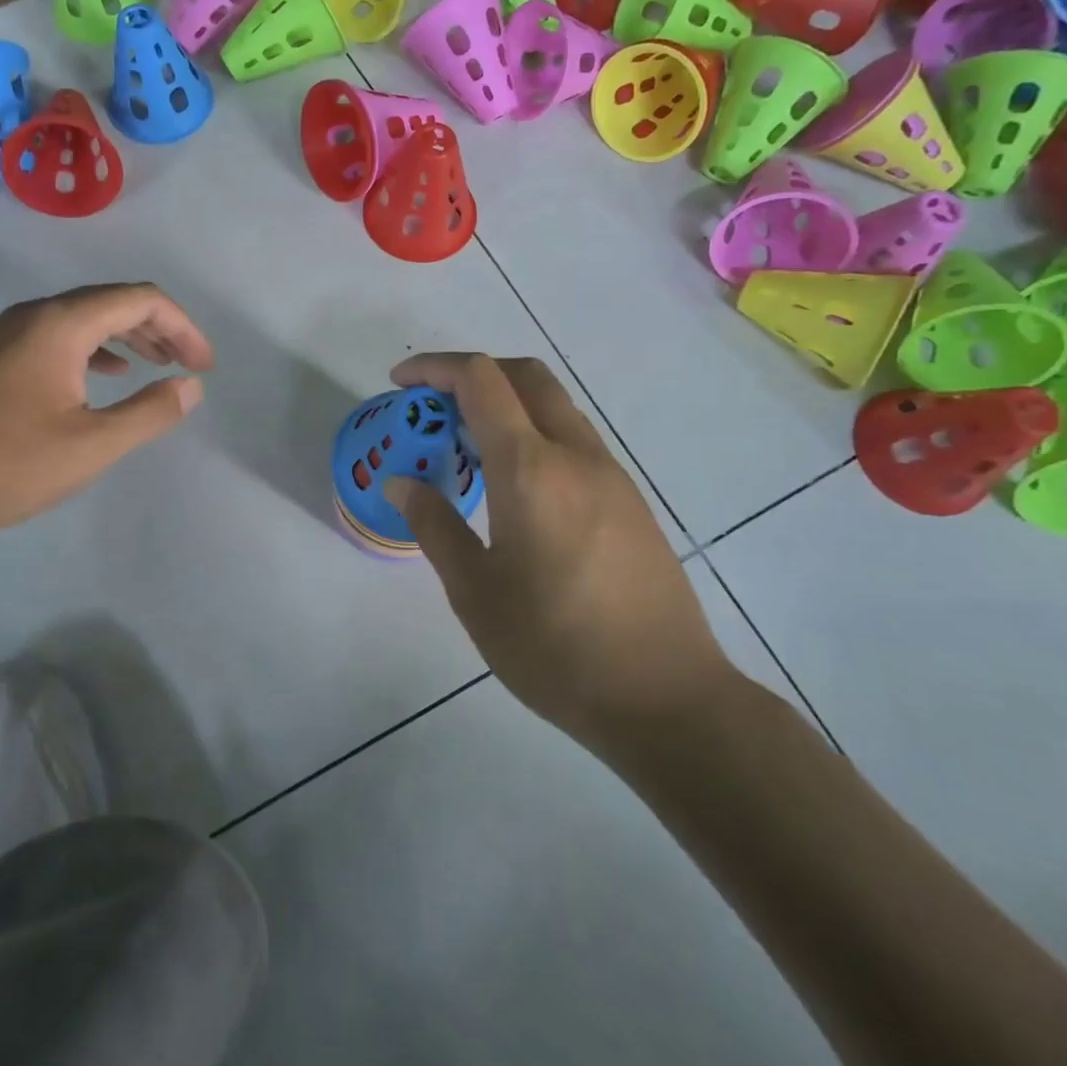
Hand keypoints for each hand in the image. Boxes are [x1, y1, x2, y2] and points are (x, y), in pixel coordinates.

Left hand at [0, 283, 212, 542]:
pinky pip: (64, 336)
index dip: (182, 328)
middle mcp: (37, 314)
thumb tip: (190, 386)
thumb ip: (149, 412)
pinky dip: (99, 349)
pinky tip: (111, 376)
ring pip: (88, 317)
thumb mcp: (92, 445)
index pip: (141, 300)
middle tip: (190, 367)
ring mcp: (14, 332)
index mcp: (61, 324)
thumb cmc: (7, 466)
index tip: (203, 367)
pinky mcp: (1, 355)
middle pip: (115, 301)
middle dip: (161, 330)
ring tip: (161, 367)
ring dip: (131, 338)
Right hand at [385, 354, 737, 741]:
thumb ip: (435, 526)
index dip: (435, 368)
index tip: (400, 384)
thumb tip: (401, 483)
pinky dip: (534, 432)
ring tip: (467, 447)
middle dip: (472, 373)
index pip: (480, 380)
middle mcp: (575, 455)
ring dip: (506, 402)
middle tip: (433, 408)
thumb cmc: (555, 647)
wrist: (666, 697)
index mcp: (530, 469)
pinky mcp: (631, 500)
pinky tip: (515, 486)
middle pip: (524, 375)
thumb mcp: (475, 592)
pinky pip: (574, 439)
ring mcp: (611, 474)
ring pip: (554, 405)